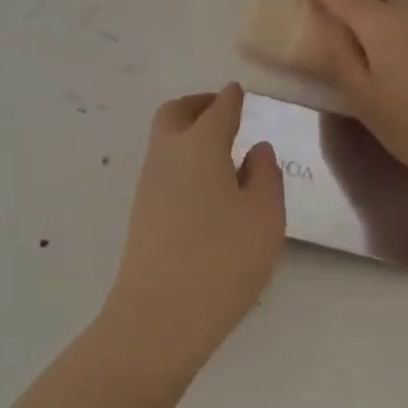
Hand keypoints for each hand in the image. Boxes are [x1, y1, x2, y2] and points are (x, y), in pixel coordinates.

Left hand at [102, 84, 285, 363]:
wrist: (160, 316)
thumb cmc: (223, 260)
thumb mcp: (264, 216)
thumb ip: (265, 175)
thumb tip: (257, 149)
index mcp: (200, 146)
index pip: (218, 108)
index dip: (231, 98)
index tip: (240, 92)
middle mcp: (167, 155)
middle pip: (175, 113)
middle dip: (199, 104)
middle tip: (224, 112)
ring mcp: (148, 185)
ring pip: (164, 140)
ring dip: (188, 132)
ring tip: (221, 149)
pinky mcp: (141, 213)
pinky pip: (163, 167)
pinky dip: (182, 159)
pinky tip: (206, 185)